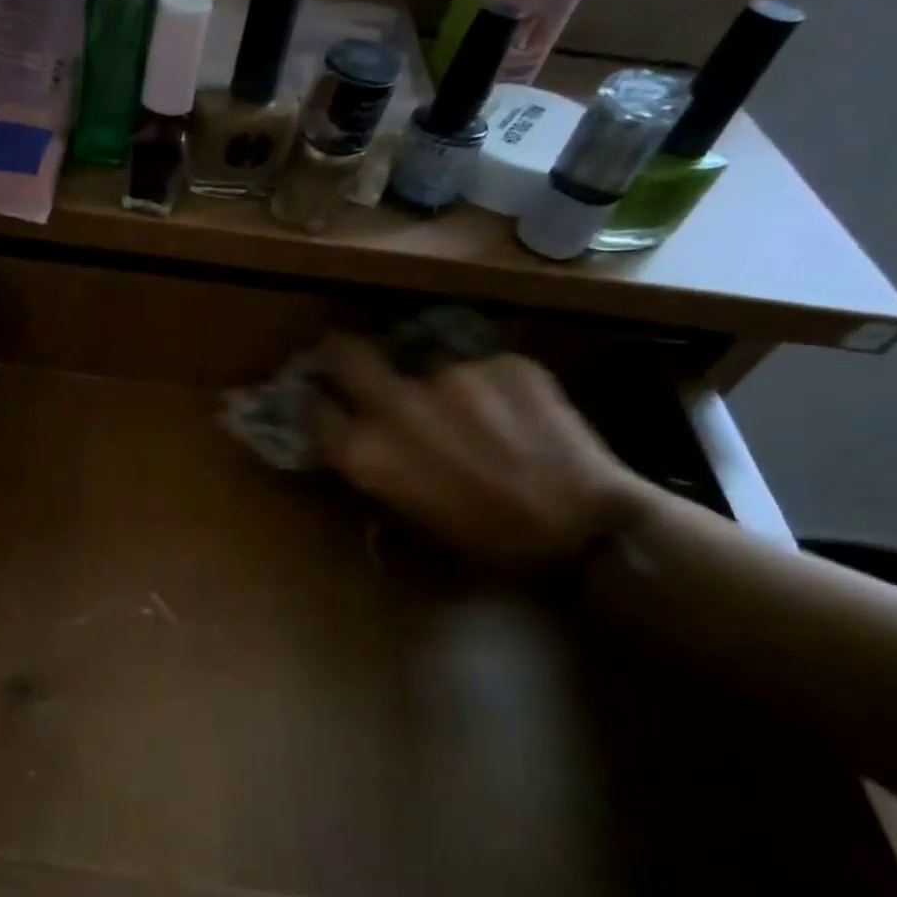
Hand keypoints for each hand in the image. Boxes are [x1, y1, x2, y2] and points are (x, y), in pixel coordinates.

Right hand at [308, 336, 652, 571]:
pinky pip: (481, 369)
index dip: (313, 400)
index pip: (313, 407)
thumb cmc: (484, 543)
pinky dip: (488, 389)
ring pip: (426, 367)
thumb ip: (375, 467)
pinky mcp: (502, 362)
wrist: (584, 531)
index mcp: (366, 451)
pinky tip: (516, 417)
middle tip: (347, 359)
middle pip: (345, 353)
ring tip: (473, 416)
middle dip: (338, 354)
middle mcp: (396, 404)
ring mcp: (451, 376)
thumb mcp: (408, 515)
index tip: (318, 397)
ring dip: (437, 388)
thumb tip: (360, 438)